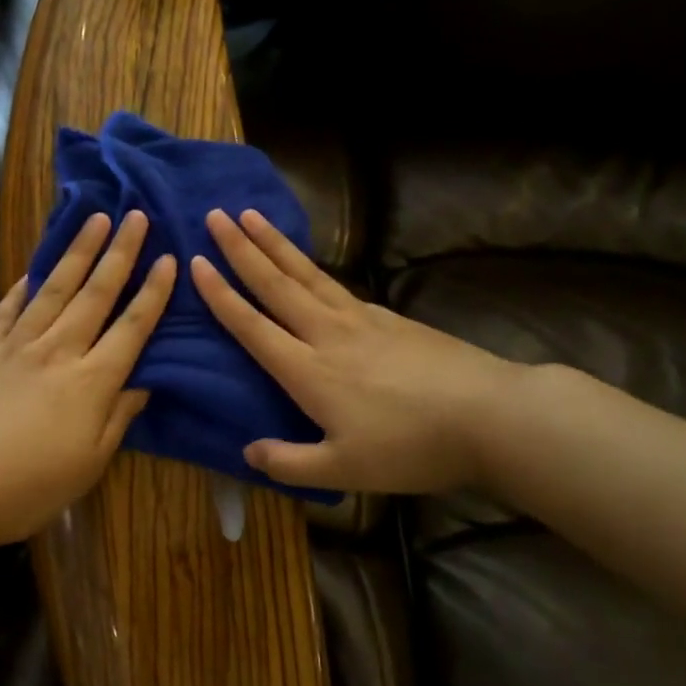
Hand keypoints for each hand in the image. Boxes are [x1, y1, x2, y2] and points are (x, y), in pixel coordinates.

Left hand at [0, 211, 175, 547]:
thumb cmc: (28, 486)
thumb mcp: (89, 464)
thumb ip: (118, 417)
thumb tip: (144, 382)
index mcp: (92, 381)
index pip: (131, 327)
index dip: (153, 292)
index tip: (168, 258)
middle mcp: (58, 351)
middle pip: (95, 294)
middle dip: (119, 253)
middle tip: (136, 216)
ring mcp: (17, 345)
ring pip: (54, 288)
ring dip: (78, 252)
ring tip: (95, 220)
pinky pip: (9, 308)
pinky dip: (24, 285)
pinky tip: (34, 269)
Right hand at [191, 208, 515, 494]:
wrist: (488, 415)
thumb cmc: (411, 446)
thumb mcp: (344, 469)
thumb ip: (289, 463)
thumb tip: (248, 451)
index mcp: (308, 370)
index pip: (252, 325)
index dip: (221, 295)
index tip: (197, 261)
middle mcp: (328, 333)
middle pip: (276, 284)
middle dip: (241, 249)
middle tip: (215, 216)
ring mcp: (362, 319)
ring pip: (307, 274)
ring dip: (275, 244)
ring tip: (251, 216)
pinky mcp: (390, 317)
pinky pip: (337, 284)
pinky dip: (313, 266)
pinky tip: (311, 265)